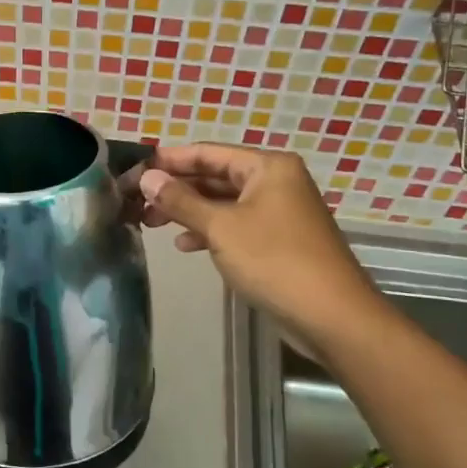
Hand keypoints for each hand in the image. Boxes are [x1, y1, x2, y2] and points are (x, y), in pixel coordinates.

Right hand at [138, 144, 379, 334]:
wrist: (331, 315)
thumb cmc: (274, 260)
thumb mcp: (221, 228)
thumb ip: (180, 201)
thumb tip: (146, 177)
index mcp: (267, 167)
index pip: (208, 152)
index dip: (169, 160)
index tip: (135, 170)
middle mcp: (275, 181)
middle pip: (215, 176)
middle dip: (176, 189)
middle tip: (137, 201)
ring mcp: (278, 211)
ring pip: (223, 203)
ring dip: (189, 211)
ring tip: (151, 223)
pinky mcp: (278, 240)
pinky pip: (236, 225)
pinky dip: (210, 232)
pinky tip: (184, 245)